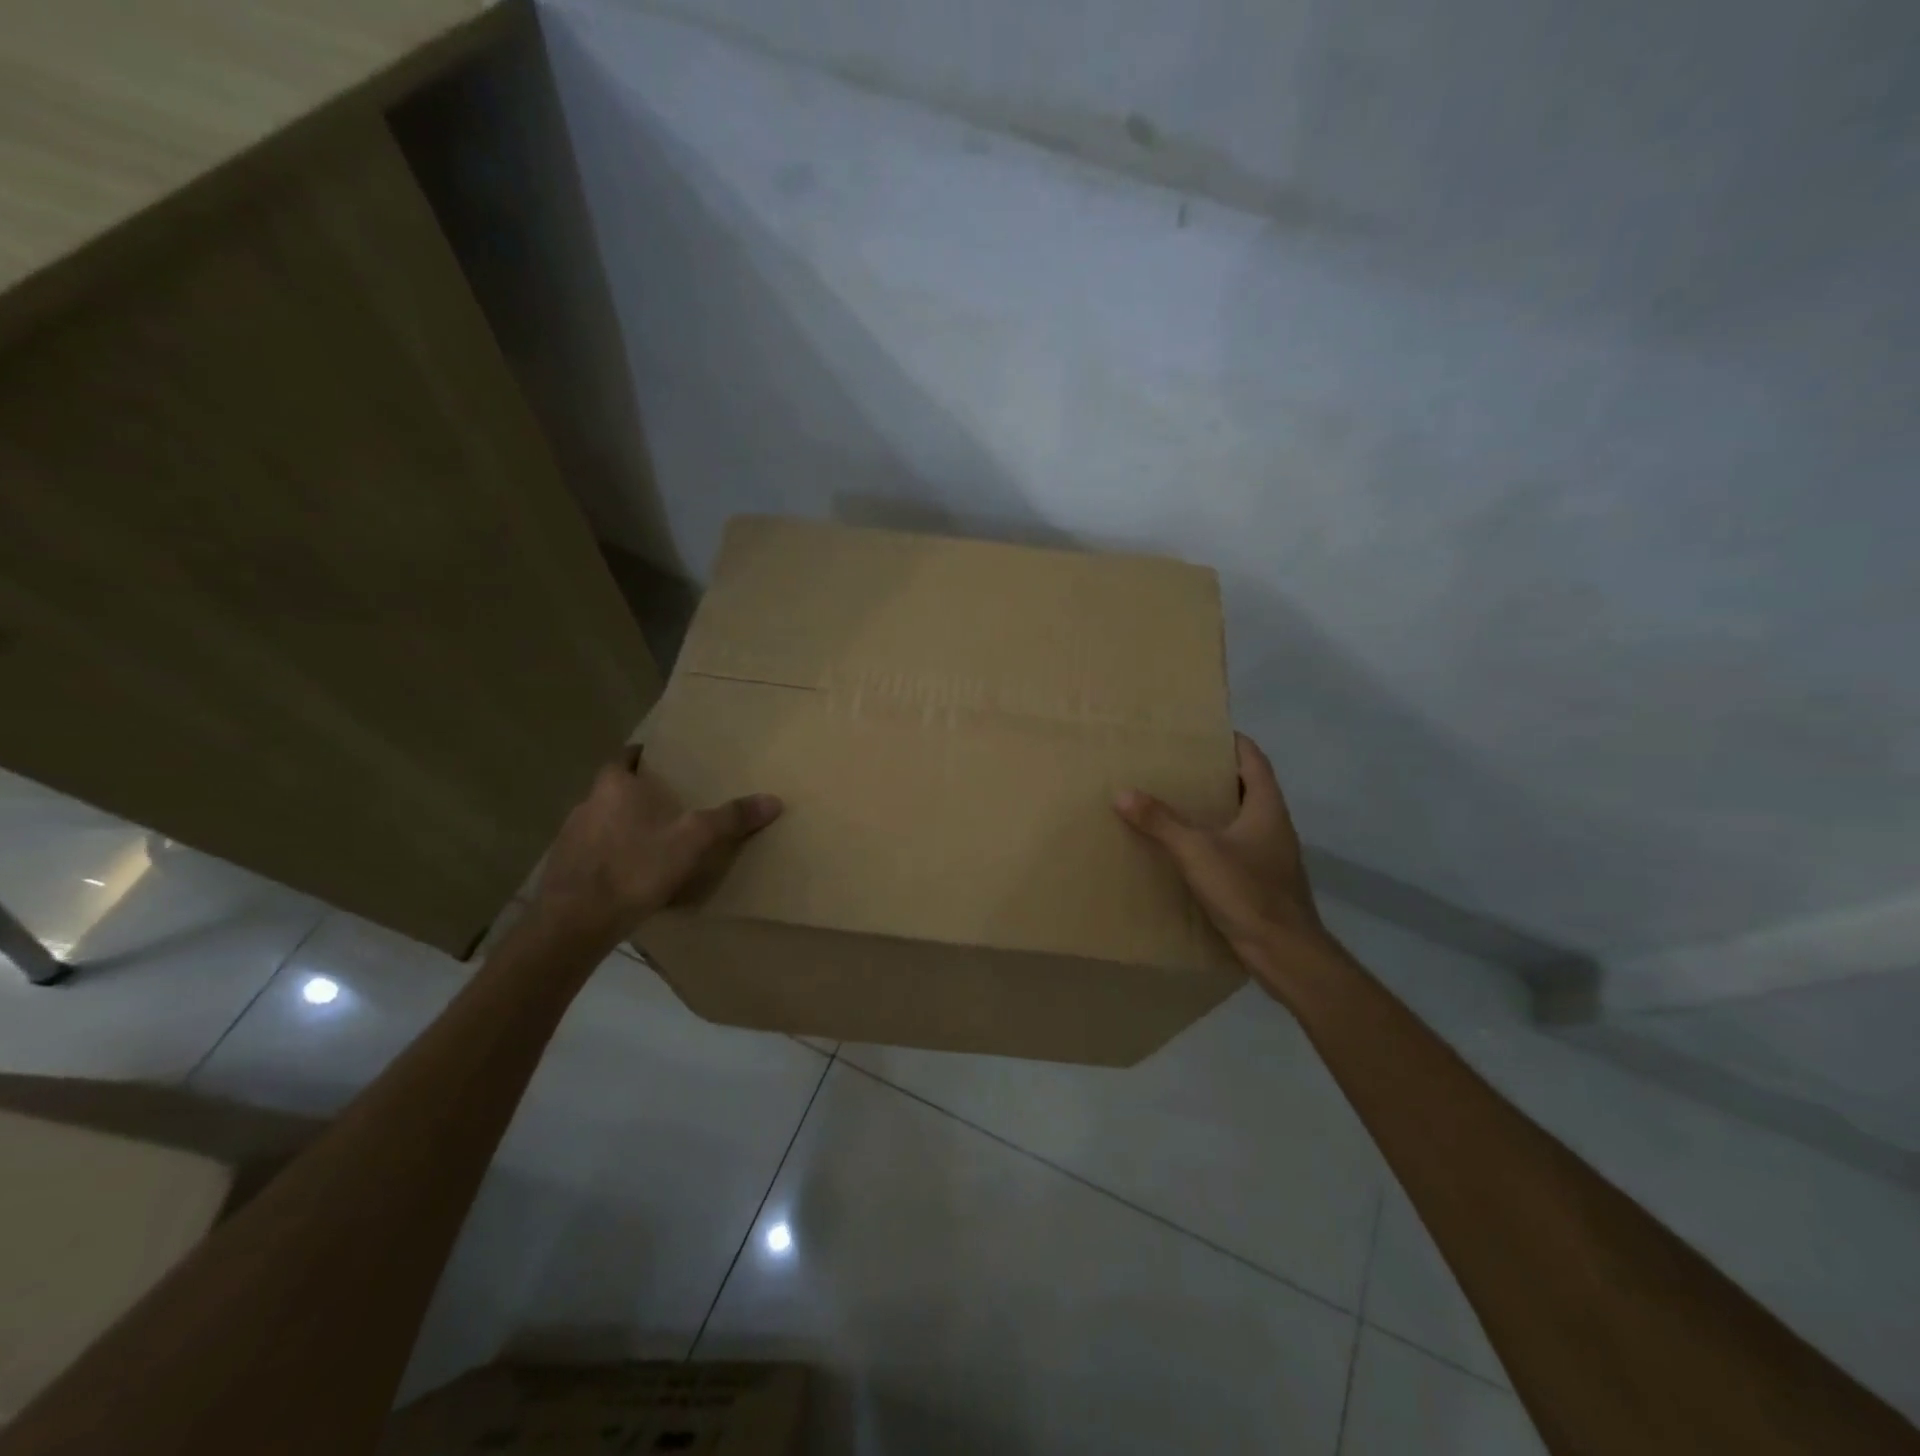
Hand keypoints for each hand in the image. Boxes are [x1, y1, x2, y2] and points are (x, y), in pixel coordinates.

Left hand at [530, 747, 781, 943]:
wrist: (574, 922)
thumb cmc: (635, 868)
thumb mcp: (693, 841)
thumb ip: (731, 819)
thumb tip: (774, 800)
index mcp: (615, 786)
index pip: (624, 757)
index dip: (642, 757)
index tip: (662, 762)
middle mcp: (586, 804)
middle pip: (614, 790)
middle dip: (638, 794)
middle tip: (669, 804)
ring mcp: (569, 838)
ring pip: (602, 822)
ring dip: (623, 827)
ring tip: (653, 841)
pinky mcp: (563, 870)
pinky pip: (592, 853)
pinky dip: (610, 856)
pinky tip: (630, 875)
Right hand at [1114, 733, 1335, 979]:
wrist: (1285, 953)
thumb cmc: (1248, 891)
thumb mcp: (1197, 852)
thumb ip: (1161, 822)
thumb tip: (1123, 793)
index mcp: (1267, 807)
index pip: (1253, 759)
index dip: (1231, 741)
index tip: (1201, 732)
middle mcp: (1273, 825)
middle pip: (1246, 787)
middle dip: (1213, 775)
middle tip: (1174, 766)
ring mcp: (1269, 855)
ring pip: (1239, 819)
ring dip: (1212, 809)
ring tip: (1172, 802)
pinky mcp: (1261, 880)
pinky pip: (1234, 847)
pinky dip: (1211, 840)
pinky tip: (1183, 849)